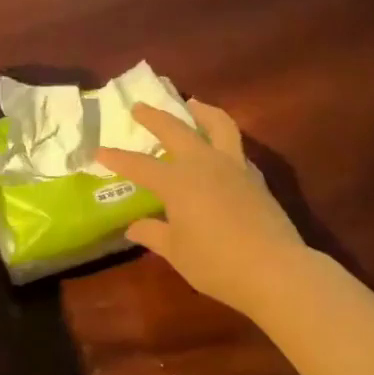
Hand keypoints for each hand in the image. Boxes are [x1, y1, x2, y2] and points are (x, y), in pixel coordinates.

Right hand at [96, 99, 306, 317]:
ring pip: (218, 125)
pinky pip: (236, 148)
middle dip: (155, 117)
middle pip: (176, 130)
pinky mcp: (255, 178)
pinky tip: (220, 148)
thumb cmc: (216, 263)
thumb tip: (133, 227)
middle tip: (140, 107)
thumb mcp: (176, 252)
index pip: (140, 166)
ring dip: (202, 111)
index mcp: (178, 182)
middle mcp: (204, 164)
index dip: (117, 159)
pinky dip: (223, 140)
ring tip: (193, 104)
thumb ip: (154, 234)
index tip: (99, 150)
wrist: (274, 270)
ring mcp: (234, 167)